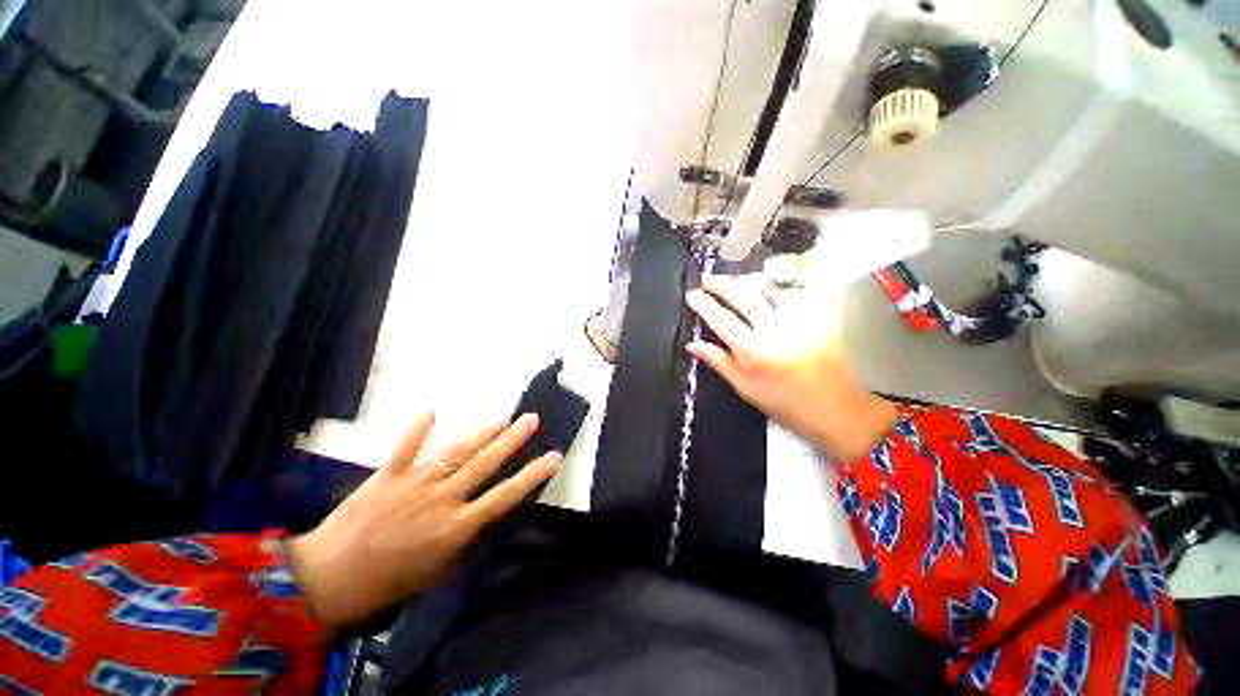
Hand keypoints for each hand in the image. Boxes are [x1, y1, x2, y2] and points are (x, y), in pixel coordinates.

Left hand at [285, 412, 558, 629]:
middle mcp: (442, 500)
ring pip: (455, 451)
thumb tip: (480, 513)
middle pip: (485, 463)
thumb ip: (463, 538)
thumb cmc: (389, 583)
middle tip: (531, 418)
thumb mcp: (438, 571)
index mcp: (457, 527)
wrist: (329, 582)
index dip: (532, 474)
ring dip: (481, 432)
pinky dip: (417, 429)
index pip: (505, 495)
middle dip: (512, 439)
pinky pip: (405, 448)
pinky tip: (431, 409)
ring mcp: (415, 484)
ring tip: (501, 416)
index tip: (553, 456)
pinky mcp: (387, 477)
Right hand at [685, 273, 895, 460]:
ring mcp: (800, 319)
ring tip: (734, 281)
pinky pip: (792, 292)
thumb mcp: (745, 388)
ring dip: (747, 281)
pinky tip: (765, 289)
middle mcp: (776, 329)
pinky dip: (774, 287)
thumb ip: (718, 361)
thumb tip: (692, 344)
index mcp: (754, 351)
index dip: (703, 303)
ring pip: (768, 287)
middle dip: (721, 283)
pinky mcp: (820, 316)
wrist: (837, 410)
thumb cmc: (785, 404)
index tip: (691, 294)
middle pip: (742, 294)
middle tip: (707, 278)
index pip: (721, 318)